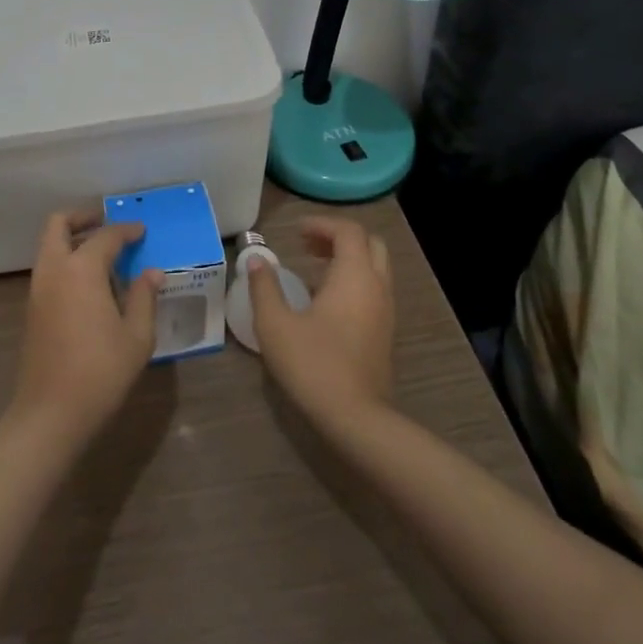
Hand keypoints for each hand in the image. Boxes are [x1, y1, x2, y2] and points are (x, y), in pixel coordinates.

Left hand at [11, 211, 161, 444]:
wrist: (50, 414)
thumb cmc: (100, 372)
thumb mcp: (136, 336)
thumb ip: (144, 297)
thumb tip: (152, 272)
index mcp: (81, 269)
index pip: (106, 236)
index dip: (126, 230)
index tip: (142, 231)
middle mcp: (54, 270)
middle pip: (59, 224)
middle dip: (83, 218)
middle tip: (108, 224)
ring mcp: (37, 289)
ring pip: (49, 246)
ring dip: (72, 239)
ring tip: (103, 255)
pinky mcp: (32, 309)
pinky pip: (48, 268)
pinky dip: (65, 261)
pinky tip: (90, 283)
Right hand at [248, 216, 393, 433]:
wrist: (356, 418)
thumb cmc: (313, 364)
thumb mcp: (275, 324)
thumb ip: (264, 287)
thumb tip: (256, 260)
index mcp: (354, 275)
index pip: (348, 231)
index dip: (322, 224)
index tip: (295, 231)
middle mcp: (377, 286)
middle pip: (369, 244)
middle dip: (339, 237)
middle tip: (307, 245)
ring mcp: (386, 311)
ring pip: (374, 267)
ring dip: (347, 259)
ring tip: (312, 268)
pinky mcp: (385, 333)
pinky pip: (374, 289)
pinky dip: (354, 280)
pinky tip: (325, 300)